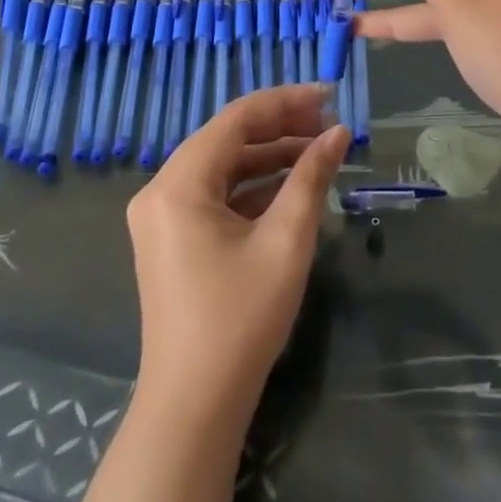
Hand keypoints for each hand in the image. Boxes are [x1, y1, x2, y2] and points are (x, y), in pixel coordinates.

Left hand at [126, 84, 347, 423]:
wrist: (194, 405)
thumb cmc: (241, 318)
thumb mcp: (286, 240)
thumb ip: (311, 177)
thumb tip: (339, 133)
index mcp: (179, 183)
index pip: (236, 119)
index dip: (285, 102)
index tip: (329, 96)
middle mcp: (161, 190)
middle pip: (226, 139)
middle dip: (280, 127)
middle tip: (330, 124)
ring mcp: (163, 216)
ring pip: (222, 166)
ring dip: (269, 156)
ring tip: (319, 149)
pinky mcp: (173, 238)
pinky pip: (215, 194)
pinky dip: (253, 185)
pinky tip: (292, 183)